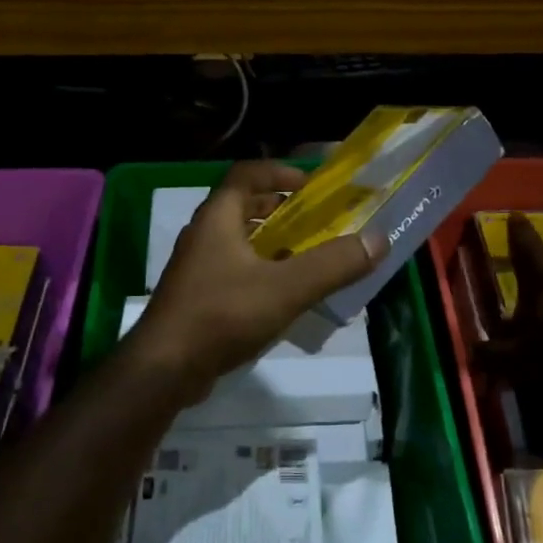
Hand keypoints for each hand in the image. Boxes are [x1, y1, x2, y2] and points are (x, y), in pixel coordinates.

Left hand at [125, 162, 381, 401]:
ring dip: (273, 243)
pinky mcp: (198, 298)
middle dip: (281, 209)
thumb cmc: (222, 314)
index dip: (280, 172)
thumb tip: (378, 239)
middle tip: (317, 221)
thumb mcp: (286, 288)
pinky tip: (284, 295)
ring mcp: (197, 268)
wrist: (164, 369)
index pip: (246, 174)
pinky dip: (262, 272)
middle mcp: (204, 235)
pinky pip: (235, 271)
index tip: (312, 185)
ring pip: (239, 242)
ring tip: (308, 256)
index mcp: (218, 218)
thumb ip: (333, 264)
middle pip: (243, 206)